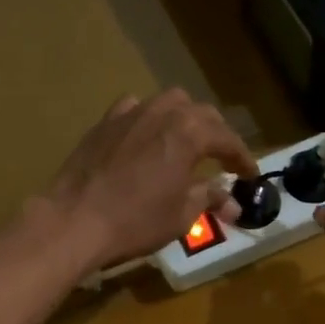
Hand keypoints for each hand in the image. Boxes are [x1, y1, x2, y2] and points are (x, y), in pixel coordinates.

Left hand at [42, 90, 261, 273]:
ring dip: (184, 118)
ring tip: (187, 141)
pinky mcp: (104, 123)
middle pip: (201, 113)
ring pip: (168, 102)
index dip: (242, 158)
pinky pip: (133, 108)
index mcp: (188, 133)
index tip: (249, 175)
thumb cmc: (135, 221)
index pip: (227, 139)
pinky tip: (145, 135)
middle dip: (217, 134)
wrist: (74, 220)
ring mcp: (130, 114)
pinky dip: (147, 117)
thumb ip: (208, 199)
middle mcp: (162, 113)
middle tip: (222, 159)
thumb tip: (232, 203)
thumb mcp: (181, 215)